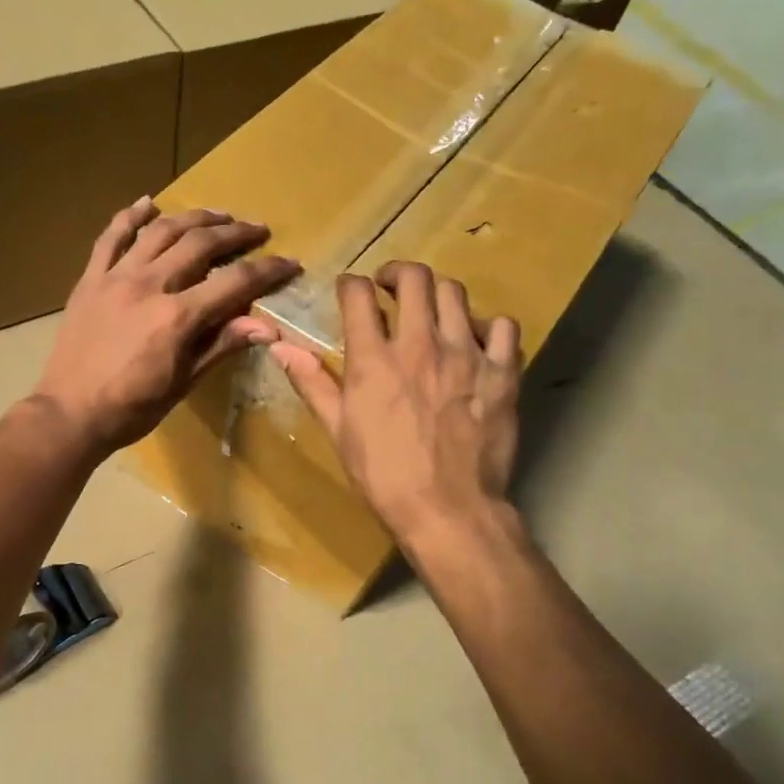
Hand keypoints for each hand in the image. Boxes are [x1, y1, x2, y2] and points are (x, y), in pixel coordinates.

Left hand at [31, 198, 298, 454]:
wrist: (69, 414)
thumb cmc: (132, 408)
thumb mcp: (183, 383)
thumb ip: (221, 346)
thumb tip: (267, 326)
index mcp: (177, 317)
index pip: (234, 282)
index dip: (267, 271)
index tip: (290, 263)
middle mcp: (149, 285)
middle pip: (200, 244)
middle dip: (235, 233)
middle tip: (258, 230)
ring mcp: (115, 277)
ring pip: (161, 232)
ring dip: (194, 217)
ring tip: (218, 215)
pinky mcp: (90, 279)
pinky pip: (111, 238)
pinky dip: (130, 217)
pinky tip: (148, 203)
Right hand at [271, 262, 521, 547]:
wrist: (448, 510)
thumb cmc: (383, 475)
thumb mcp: (337, 430)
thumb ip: (312, 382)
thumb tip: (280, 347)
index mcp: (373, 360)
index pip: (358, 295)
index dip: (351, 284)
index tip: (350, 291)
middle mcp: (420, 344)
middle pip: (414, 278)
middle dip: (397, 274)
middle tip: (391, 288)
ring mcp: (466, 355)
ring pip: (456, 293)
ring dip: (437, 294)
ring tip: (431, 311)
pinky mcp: (502, 373)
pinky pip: (503, 327)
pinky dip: (487, 326)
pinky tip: (476, 341)